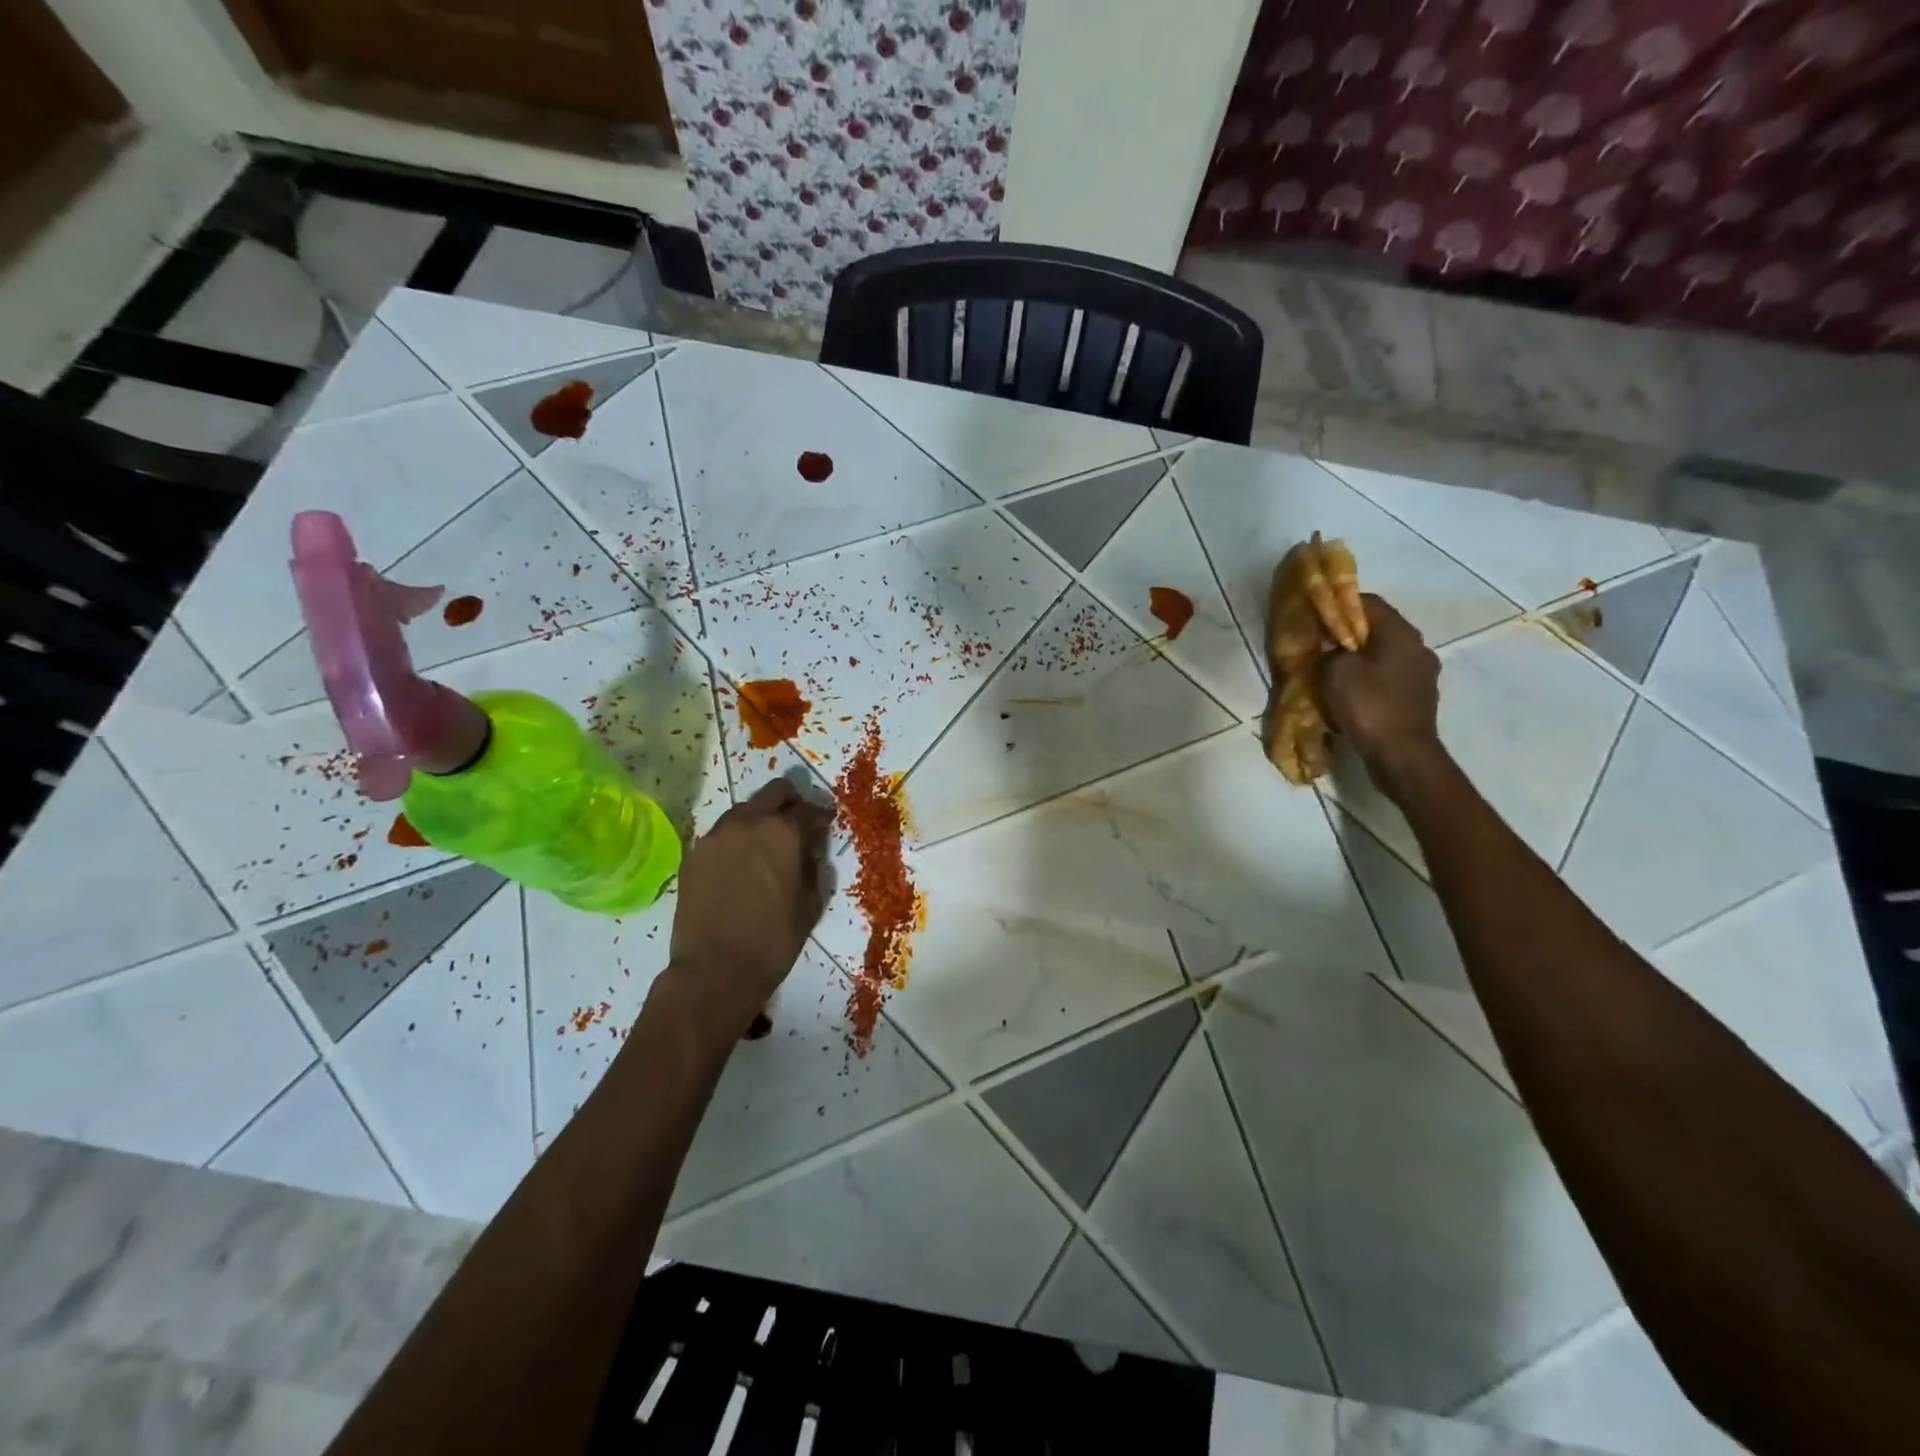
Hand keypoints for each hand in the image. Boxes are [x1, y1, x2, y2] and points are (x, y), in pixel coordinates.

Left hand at [666, 779, 832, 1032]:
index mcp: (783, 833)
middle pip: (774, 792)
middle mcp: (748, 823)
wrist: (714, 971)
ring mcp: (716, 836)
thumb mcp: (811, 905)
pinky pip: (722, 834)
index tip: (825, 826)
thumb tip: (810, 851)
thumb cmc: (773, 942)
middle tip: (798, 826)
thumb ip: (814, 867)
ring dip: (761, 819)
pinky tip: (741, 865)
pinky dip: (737, 840)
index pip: (808, 809)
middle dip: (791, 803)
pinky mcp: (694, 854)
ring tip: (766, 847)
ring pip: (745, 809)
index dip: (821, 817)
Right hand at [1321, 594, 1443, 792]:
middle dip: (1347, 634)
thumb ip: (1330, 651)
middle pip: (1377, 628)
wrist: (1402, 755)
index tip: (1316, 616)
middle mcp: (1417, 647)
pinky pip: (1388, 676)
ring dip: (1359, 658)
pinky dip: (1369, 678)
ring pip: (1383, 653)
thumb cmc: (1369, 706)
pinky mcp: (1418, 696)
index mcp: (1400, 633)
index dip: (1338, 604)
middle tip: (1319, 645)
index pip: (1367, 602)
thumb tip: (1330, 647)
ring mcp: (1422, 673)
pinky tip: (1351, 692)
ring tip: (1332, 670)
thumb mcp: (1336, 671)